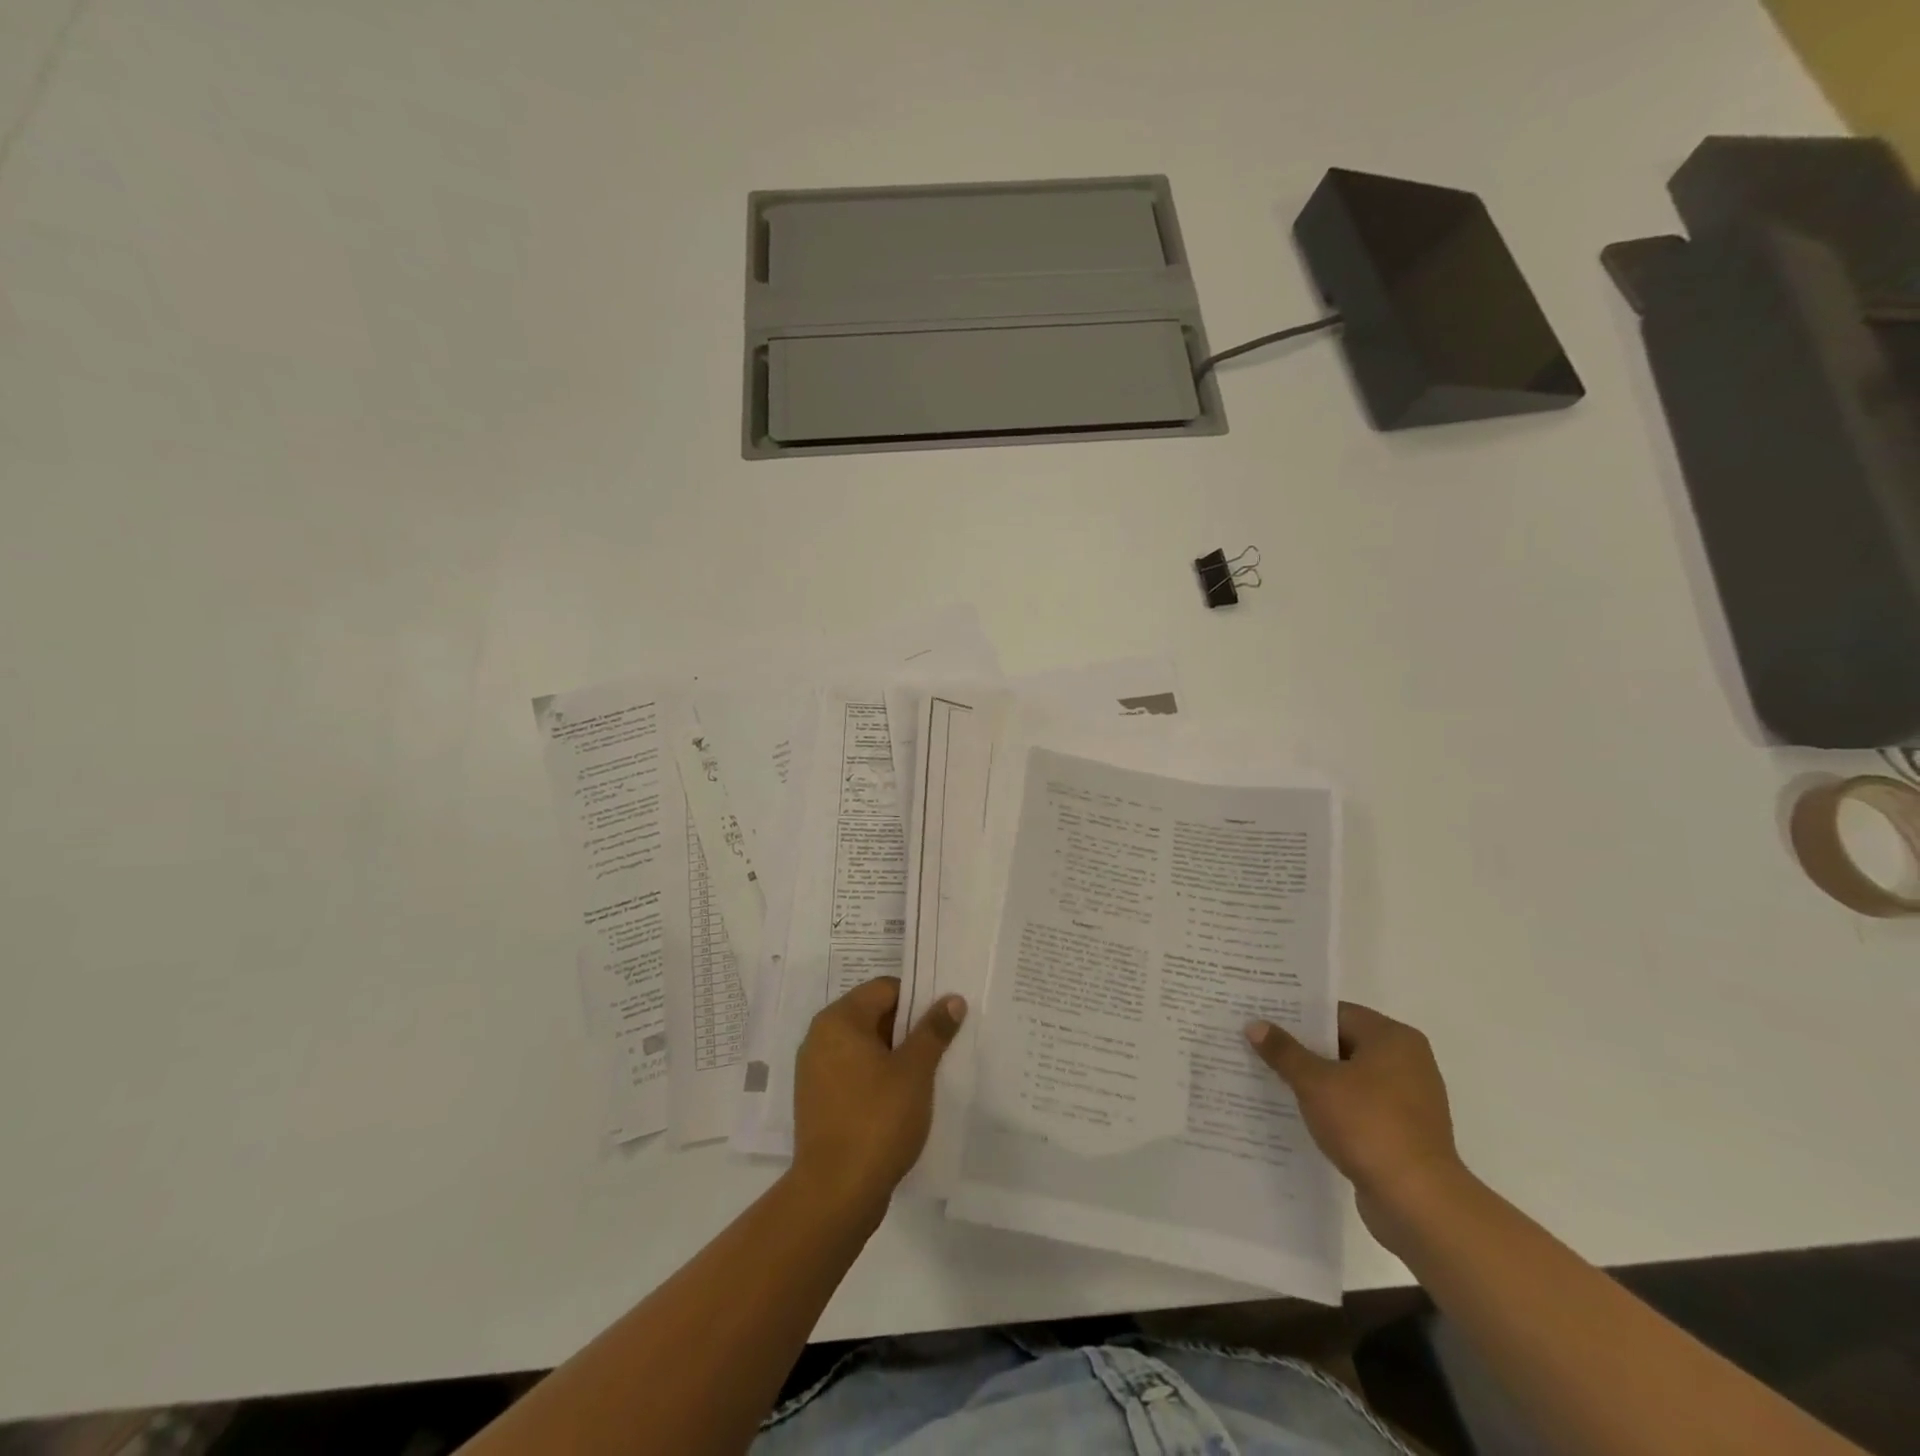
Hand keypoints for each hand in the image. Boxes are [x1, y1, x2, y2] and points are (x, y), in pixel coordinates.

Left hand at [791, 977, 965, 1223]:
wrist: (835, 1193)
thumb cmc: (877, 1119)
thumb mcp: (915, 1071)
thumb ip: (933, 1030)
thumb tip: (952, 1000)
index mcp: (839, 1020)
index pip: (885, 989)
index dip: (918, 999)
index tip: (943, 1019)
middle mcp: (820, 1037)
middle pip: (873, 1015)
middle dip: (908, 1028)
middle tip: (941, 1045)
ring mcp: (815, 1071)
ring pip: (865, 1047)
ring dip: (895, 1055)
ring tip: (927, 1072)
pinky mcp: (818, 1101)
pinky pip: (853, 1073)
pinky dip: (877, 1077)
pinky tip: (902, 1098)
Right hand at [1246, 1002, 1467, 1250]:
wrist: (1418, 1203)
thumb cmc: (1368, 1126)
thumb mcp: (1315, 1083)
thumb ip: (1284, 1052)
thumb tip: (1255, 1025)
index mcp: (1393, 1038)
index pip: (1336, 1013)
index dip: (1297, 1015)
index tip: (1263, 1018)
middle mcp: (1407, 1062)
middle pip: (1342, 1044)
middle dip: (1302, 1049)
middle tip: (1259, 1045)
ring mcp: (1409, 1100)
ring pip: (1349, 1078)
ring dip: (1316, 1080)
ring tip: (1271, 1079)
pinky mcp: (1404, 1132)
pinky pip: (1359, 1107)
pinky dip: (1333, 1108)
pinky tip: (1300, 1114)